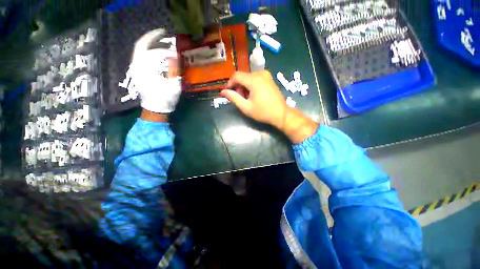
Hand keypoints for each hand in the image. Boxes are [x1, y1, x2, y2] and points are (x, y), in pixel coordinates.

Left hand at [130, 29, 180, 113]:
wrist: (155, 109)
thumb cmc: (165, 99)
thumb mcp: (173, 86)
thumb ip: (174, 70)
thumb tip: (175, 56)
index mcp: (145, 71)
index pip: (155, 54)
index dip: (166, 51)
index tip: (177, 53)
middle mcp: (137, 66)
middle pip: (141, 45)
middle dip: (152, 37)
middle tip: (163, 33)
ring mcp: (135, 68)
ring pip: (140, 49)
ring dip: (150, 42)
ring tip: (161, 38)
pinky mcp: (138, 71)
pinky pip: (140, 55)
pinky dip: (148, 49)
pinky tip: (156, 49)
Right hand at [221, 71, 287, 128]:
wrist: (281, 114)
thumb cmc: (263, 112)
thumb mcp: (246, 107)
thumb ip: (234, 98)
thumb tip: (223, 92)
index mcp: (254, 80)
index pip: (236, 76)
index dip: (230, 83)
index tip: (228, 93)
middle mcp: (260, 73)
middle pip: (243, 76)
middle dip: (238, 87)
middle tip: (240, 99)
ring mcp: (266, 75)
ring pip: (248, 77)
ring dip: (244, 86)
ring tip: (247, 98)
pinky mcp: (269, 78)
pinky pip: (255, 78)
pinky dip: (251, 85)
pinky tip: (253, 95)